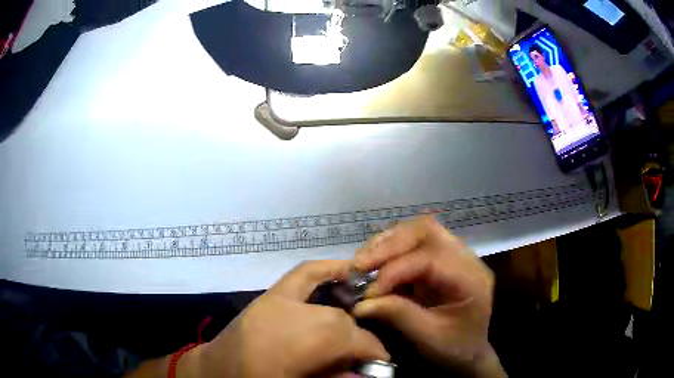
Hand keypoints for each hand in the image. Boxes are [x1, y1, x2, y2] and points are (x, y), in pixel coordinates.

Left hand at [183, 260, 389, 377]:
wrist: (214, 372)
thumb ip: (333, 377)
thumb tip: (364, 371)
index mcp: (293, 345)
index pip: (348, 339)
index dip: (373, 349)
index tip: (382, 360)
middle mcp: (285, 316)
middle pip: (336, 319)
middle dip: (358, 334)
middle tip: (365, 348)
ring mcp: (273, 301)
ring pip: (324, 300)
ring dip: (345, 305)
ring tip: (361, 313)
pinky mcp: (267, 296)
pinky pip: (302, 275)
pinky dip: (324, 270)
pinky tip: (342, 269)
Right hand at [352, 217, 504, 376]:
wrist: (474, 348)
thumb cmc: (456, 346)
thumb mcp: (429, 337)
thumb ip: (399, 316)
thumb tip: (361, 303)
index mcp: (470, 278)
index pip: (430, 259)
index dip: (394, 271)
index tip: (369, 293)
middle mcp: (465, 257)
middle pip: (426, 231)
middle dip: (389, 246)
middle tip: (359, 265)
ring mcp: (454, 254)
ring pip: (419, 230)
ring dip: (388, 243)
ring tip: (363, 261)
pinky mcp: (442, 258)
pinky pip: (415, 242)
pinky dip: (391, 248)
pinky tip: (374, 262)